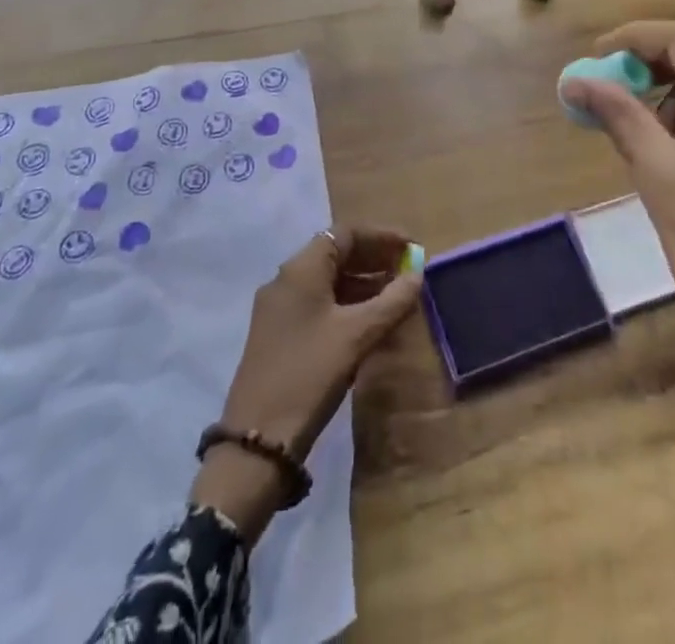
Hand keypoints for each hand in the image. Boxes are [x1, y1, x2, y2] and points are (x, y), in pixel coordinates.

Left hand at [191, 227, 421, 539]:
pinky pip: (319, 304)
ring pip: (328, 281)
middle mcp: (286, 279)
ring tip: (397, 297)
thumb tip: (417, 274)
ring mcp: (280, 308)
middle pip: (336, 254)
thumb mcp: (357, 336)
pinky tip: (372, 324)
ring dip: (363, 284)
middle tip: (408, 271)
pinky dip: (347, 305)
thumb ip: (391, 302)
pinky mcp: (279, 334)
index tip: (412, 247)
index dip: (381, 236)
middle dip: (374, 259)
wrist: (257, 441)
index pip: (345, 233)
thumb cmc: (309, 374)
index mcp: (301, 268)